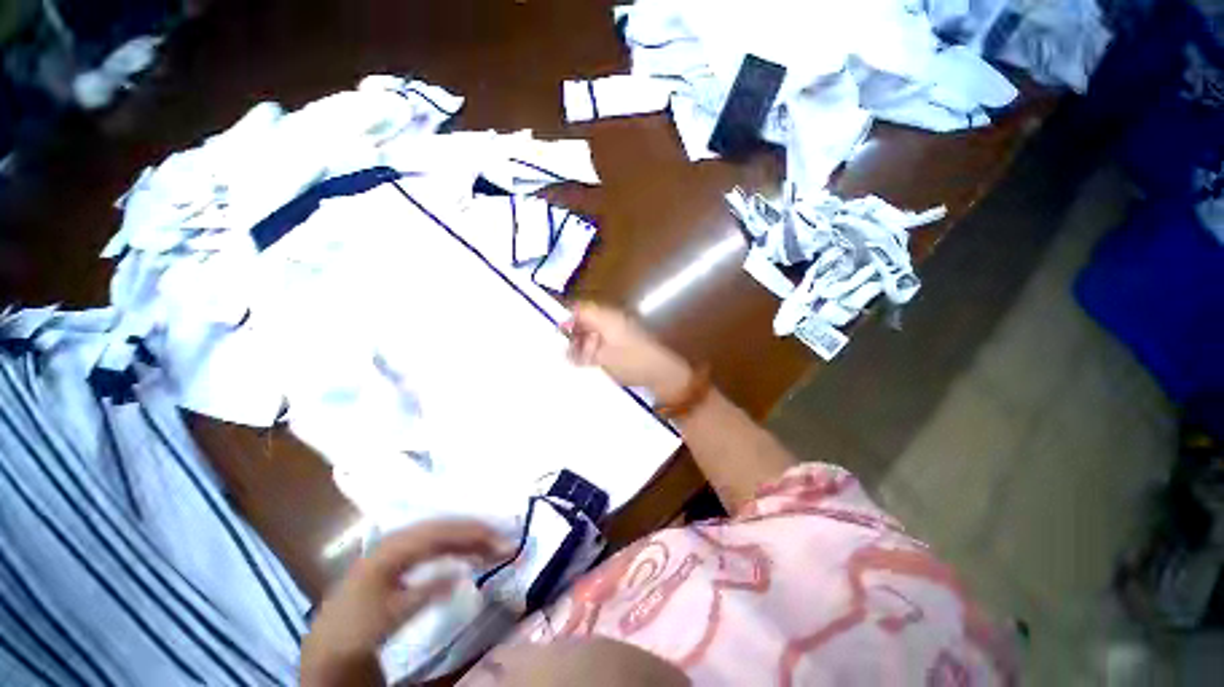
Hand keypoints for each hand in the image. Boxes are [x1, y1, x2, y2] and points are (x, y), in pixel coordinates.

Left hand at [301, 520, 507, 684]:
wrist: (331, 640)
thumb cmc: (361, 625)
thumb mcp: (394, 613)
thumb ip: (429, 591)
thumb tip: (463, 574)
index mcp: (396, 546)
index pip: (443, 532)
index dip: (473, 533)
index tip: (499, 540)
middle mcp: (401, 537)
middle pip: (446, 527)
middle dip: (477, 532)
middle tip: (504, 541)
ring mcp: (401, 544)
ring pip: (443, 533)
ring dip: (469, 538)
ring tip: (493, 546)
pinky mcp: (402, 555)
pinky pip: (436, 543)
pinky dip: (456, 546)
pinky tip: (469, 554)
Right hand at [563, 302, 692, 405]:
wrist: (663, 373)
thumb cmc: (632, 362)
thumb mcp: (602, 358)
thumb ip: (580, 352)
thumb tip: (564, 349)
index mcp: (607, 317)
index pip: (581, 309)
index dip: (567, 319)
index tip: (557, 335)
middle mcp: (613, 320)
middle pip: (586, 320)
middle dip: (574, 335)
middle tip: (565, 353)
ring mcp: (620, 331)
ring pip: (594, 332)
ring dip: (583, 345)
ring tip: (576, 362)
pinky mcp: (624, 343)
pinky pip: (603, 342)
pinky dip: (594, 351)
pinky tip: (590, 365)